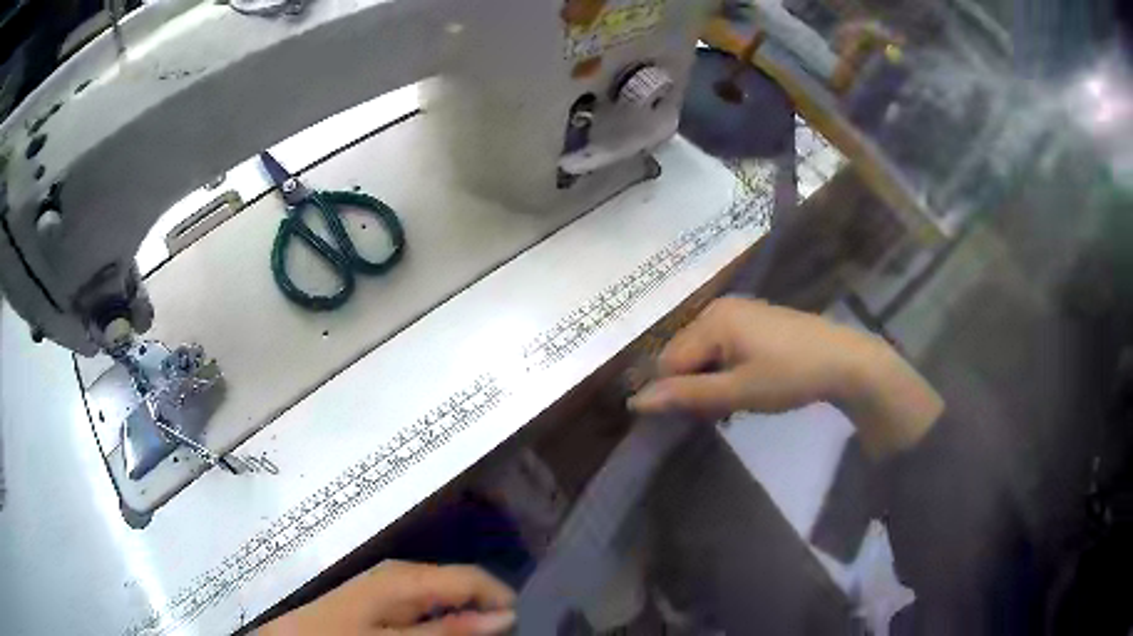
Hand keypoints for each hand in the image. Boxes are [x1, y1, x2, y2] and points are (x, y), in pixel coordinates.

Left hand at [258, 560, 515, 635]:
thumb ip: (448, 630)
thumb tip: (504, 615)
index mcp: (406, 577)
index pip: (473, 578)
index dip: (501, 601)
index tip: (523, 628)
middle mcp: (402, 574)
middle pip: (461, 587)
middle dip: (484, 612)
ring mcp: (389, 586)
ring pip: (445, 599)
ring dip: (464, 619)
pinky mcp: (381, 600)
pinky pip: (425, 608)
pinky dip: (441, 623)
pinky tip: (441, 635)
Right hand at [628, 298, 942, 457]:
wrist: (845, 361)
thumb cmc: (790, 376)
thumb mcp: (737, 391)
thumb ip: (687, 396)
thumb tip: (635, 402)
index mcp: (712, 319)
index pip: (668, 361)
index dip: (675, 393)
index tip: (697, 417)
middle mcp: (719, 308)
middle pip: (684, 354)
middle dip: (693, 386)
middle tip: (719, 411)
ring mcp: (739, 311)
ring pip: (704, 352)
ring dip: (710, 380)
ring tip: (734, 402)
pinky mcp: (755, 320)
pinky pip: (723, 346)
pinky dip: (726, 369)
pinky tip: (746, 385)